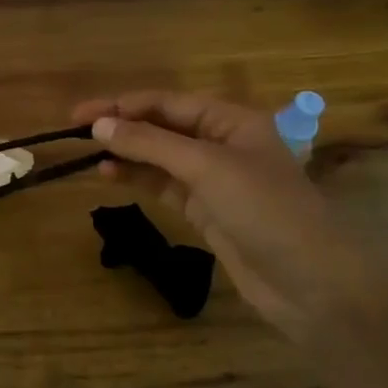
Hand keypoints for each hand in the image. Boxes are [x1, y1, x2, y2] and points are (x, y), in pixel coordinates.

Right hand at [73, 91, 387, 338]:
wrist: (312, 284)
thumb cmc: (265, 211)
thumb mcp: (206, 168)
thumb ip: (151, 144)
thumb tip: (99, 125)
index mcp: (233, 120)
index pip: (168, 102)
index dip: (123, 105)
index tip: (80, 115)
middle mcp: (224, 142)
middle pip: (163, 126)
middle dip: (122, 126)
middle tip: (76, 131)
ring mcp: (215, 179)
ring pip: (161, 156)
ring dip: (128, 153)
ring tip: (89, 156)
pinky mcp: (207, 210)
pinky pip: (165, 185)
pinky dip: (139, 178)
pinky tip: (112, 177)